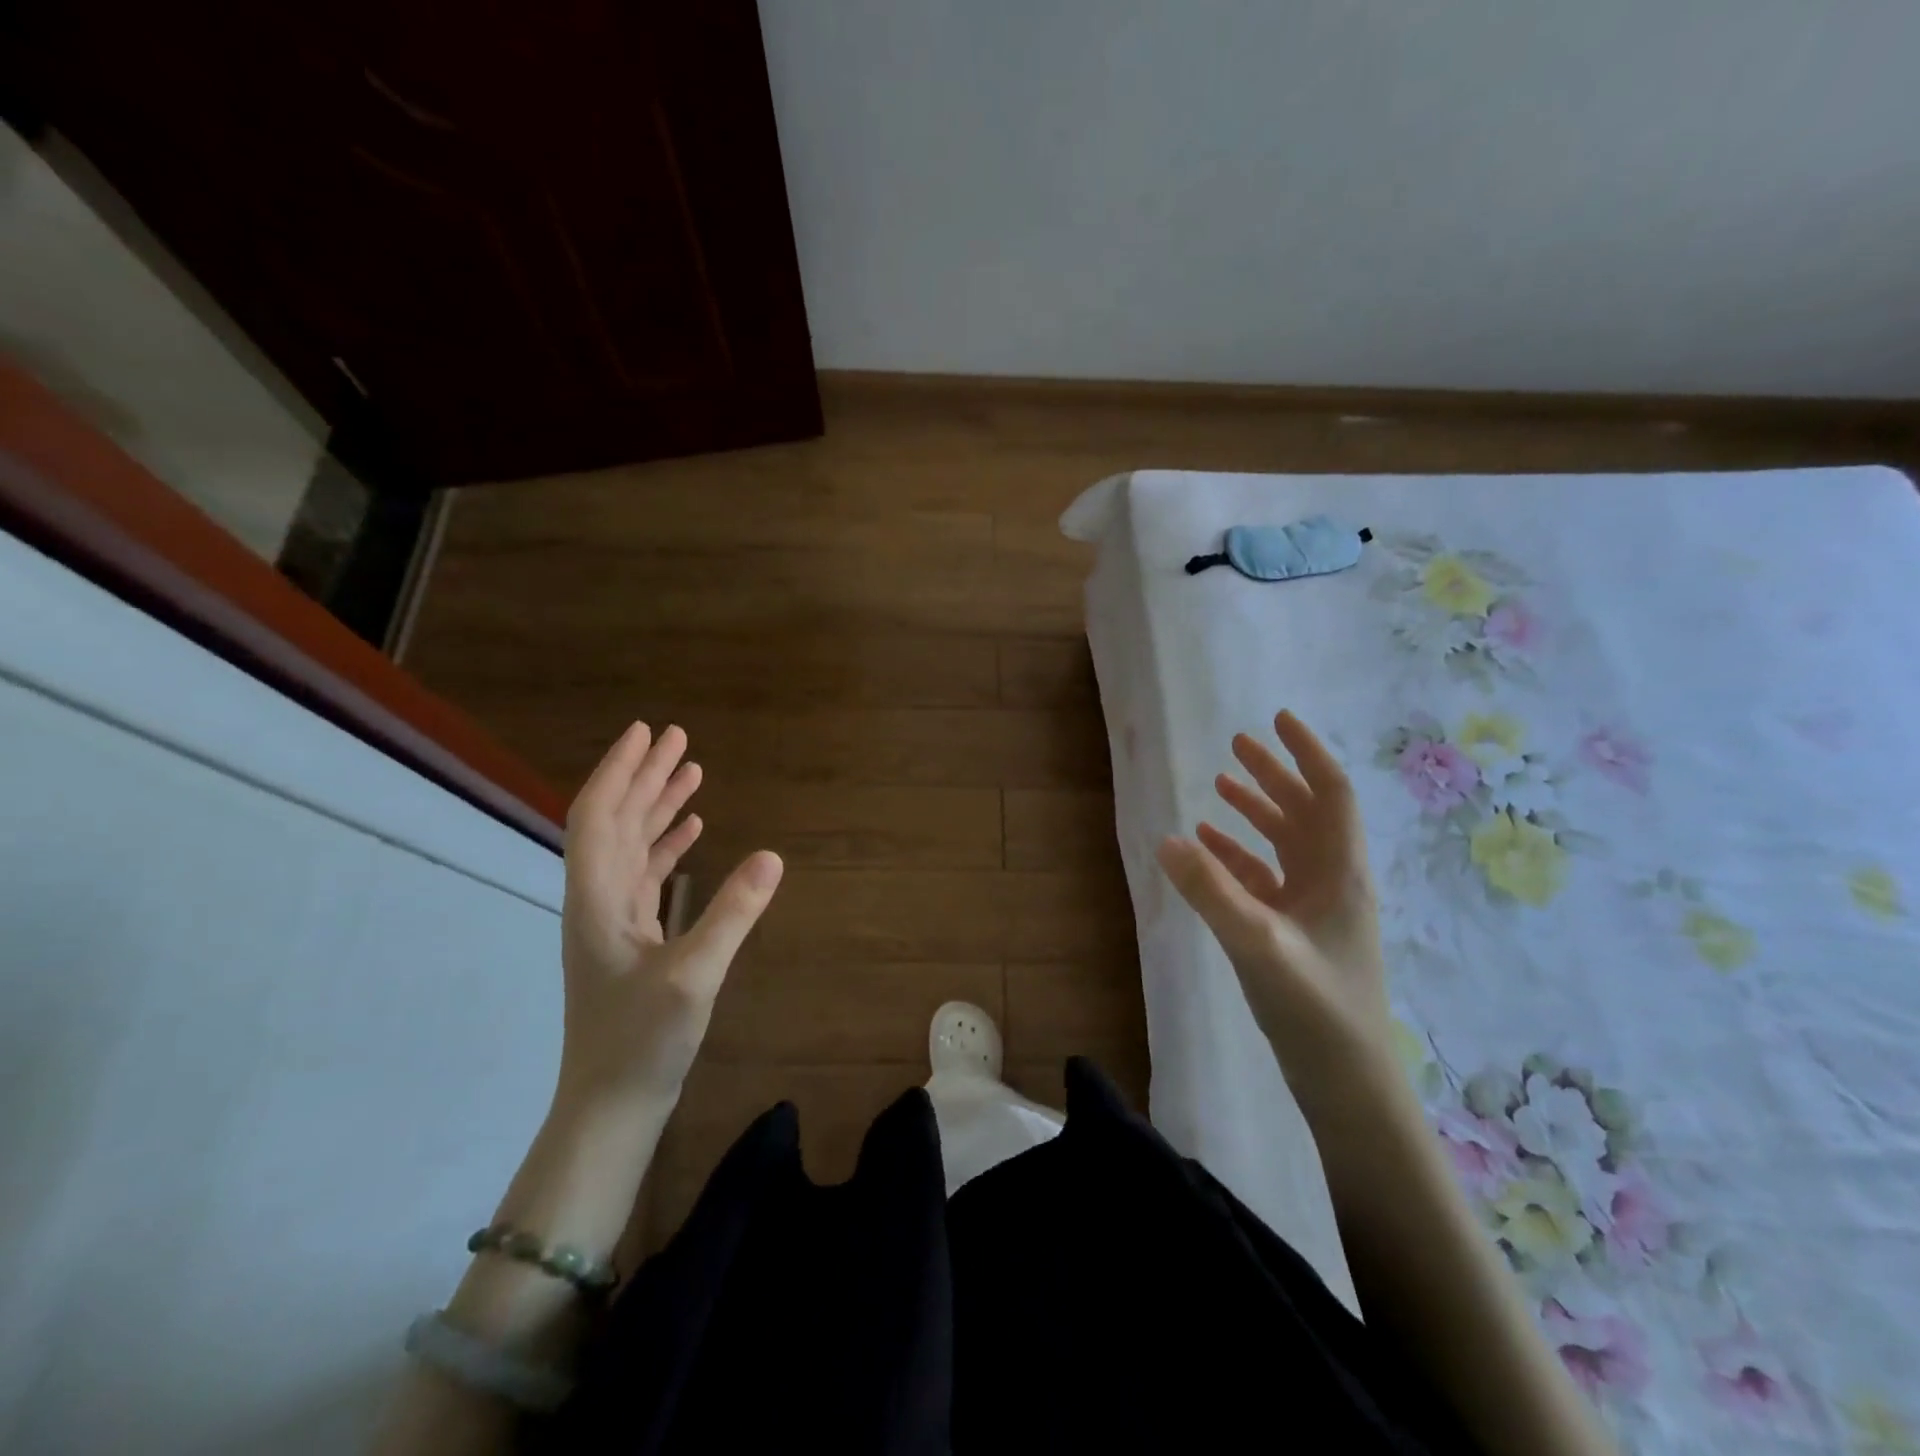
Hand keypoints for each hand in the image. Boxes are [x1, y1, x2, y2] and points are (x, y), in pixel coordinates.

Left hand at [557, 721, 782, 1109]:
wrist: (611, 1104)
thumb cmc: (641, 1041)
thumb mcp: (693, 976)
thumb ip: (732, 914)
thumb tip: (773, 856)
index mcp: (598, 898)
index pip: (599, 816)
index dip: (620, 771)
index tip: (648, 733)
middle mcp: (598, 899)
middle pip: (617, 821)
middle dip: (645, 776)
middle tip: (679, 738)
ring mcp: (613, 919)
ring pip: (632, 845)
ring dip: (658, 806)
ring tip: (691, 772)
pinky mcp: (631, 938)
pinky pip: (647, 874)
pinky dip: (668, 845)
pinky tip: (694, 831)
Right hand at [1157, 710, 1391, 1107]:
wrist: (1345, 1082)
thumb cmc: (1316, 1007)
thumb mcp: (1258, 943)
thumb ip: (1211, 890)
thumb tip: (1165, 838)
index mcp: (1339, 871)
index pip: (1331, 793)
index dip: (1307, 753)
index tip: (1277, 719)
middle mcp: (1330, 880)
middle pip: (1306, 811)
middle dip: (1274, 774)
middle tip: (1236, 745)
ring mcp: (1312, 908)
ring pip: (1285, 842)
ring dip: (1255, 811)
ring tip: (1219, 783)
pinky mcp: (1293, 933)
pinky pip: (1264, 878)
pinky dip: (1237, 856)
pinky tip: (1206, 848)